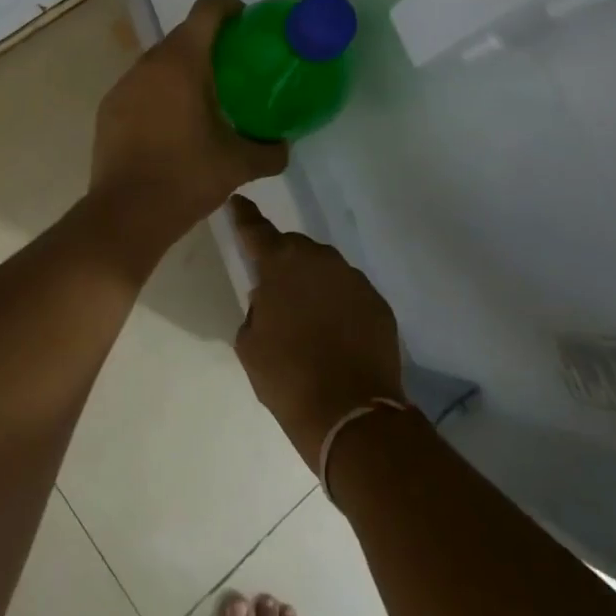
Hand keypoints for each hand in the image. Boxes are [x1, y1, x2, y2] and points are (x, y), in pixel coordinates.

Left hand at [91, 0, 287, 236]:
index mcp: (182, 63)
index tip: (248, 24)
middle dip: (210, 42)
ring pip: (160, 61)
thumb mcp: (238, 165)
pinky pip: (141, 86)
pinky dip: (161, 91)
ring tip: (206, 97)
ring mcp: (124, 85)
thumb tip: (284, 146)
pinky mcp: (109, 108)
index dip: (230, 8)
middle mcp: (149, 63)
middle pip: (183, 34)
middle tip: (235, 67)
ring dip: (183, 68)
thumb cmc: (185, 178)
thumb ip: (270, 151)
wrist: (125, 215)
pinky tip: (173, 123)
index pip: (206, 11)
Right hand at [230, 196, 405, 469]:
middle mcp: (318, 259)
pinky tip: (336, 333)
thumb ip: (256, 310)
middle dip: (284, 262)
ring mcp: (352, 278)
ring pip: (325, 269)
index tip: (237, 202)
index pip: (255, 229)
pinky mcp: (377, 301)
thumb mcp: (250, 345)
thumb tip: (270, 301)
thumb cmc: (288, 378)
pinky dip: (340, 304)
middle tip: (278, 293)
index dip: (243, 216)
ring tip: (310, 318)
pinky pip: (350, 292)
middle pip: (294, 248)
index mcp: (280, 264)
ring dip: (314, 283)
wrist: (352, 414)